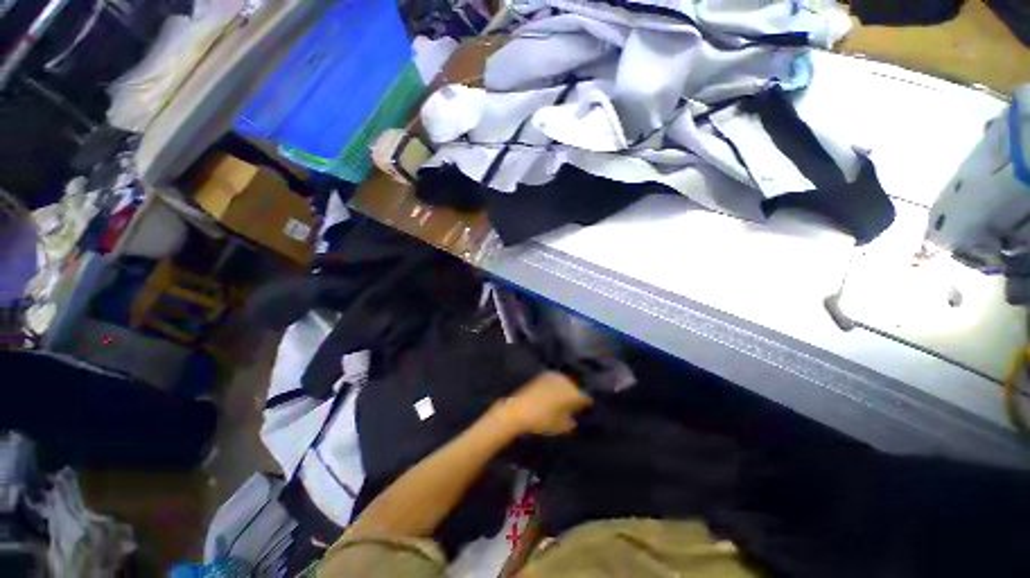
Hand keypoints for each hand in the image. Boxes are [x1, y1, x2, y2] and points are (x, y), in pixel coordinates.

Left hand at [496, 372, 592, 435]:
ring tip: (566, 398)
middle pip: (576, 387)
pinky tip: (556, 392)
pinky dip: (559, 385)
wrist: (519, 410)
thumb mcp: (560, 426)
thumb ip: (571, 422)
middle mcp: (565, 381)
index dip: (586, 403)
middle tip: (576, 404)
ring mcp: (554, 376)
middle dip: (577, 394)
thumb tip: (575, 420)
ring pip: (567, 382)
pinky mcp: (544, 375)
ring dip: (568, 388)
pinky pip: (557, 379)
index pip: (585, 397)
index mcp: (572, 393)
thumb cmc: (542, 420)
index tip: (586, 408)